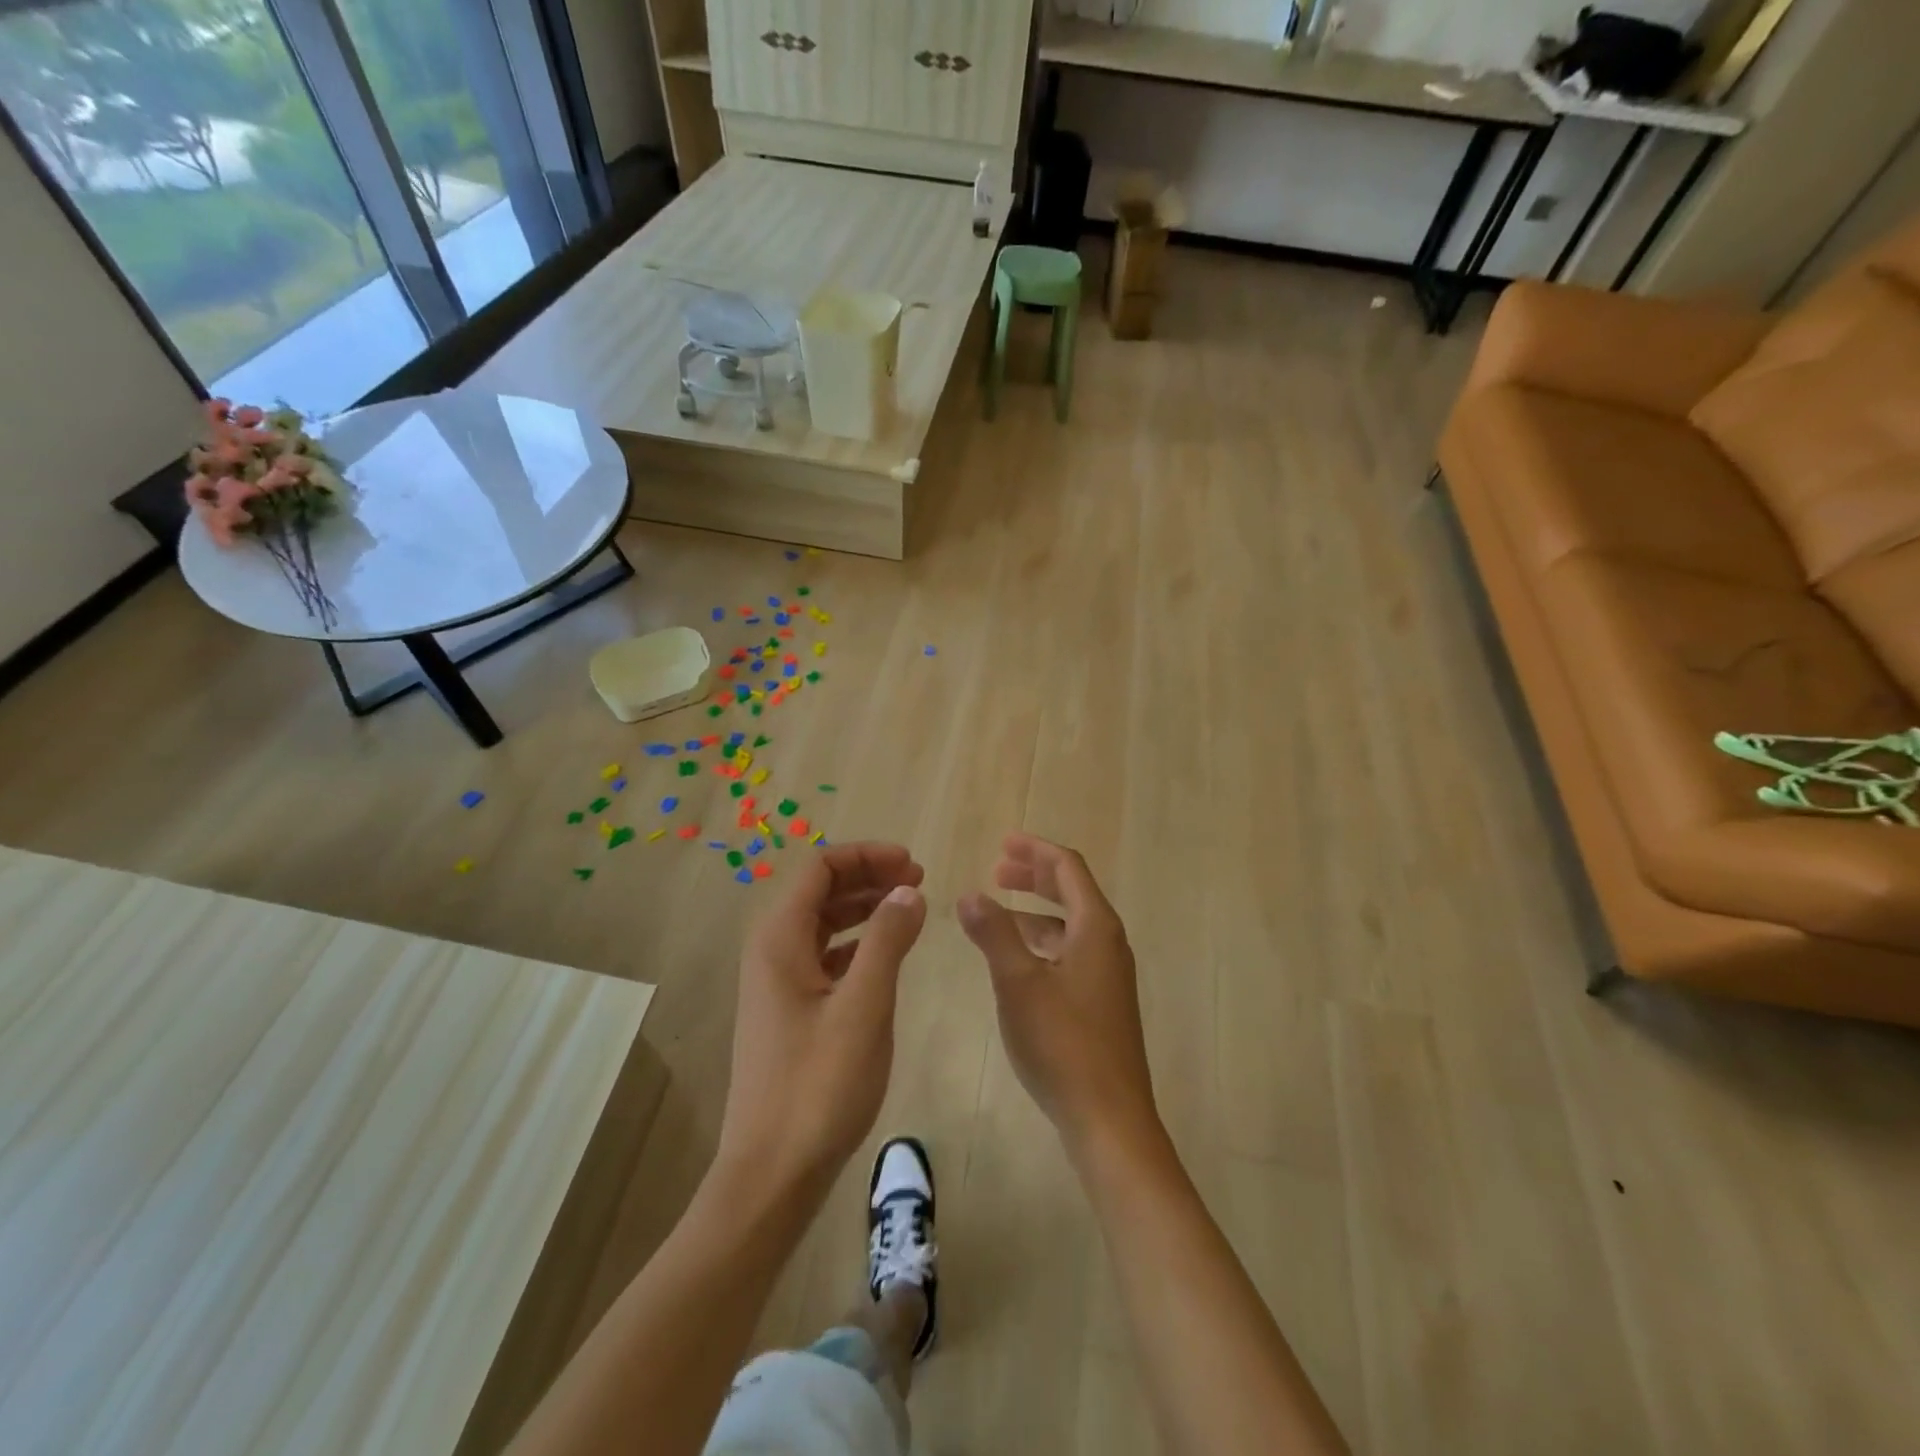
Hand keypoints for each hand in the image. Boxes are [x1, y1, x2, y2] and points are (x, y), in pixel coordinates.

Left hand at [718, 843, 927, 1196]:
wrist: (772, 1173)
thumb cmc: (819, 1086)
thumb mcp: (863, 1006)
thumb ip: (887, 940)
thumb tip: (908, 889)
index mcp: (779, 940)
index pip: (820, 868)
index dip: (867, 856)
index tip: (913, 864)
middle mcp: (772, 952)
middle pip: (821, 892)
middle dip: (869, 878)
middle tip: (919, 882)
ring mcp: (778, 984)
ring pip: (824, 925)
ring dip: (865, 909)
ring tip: (910, 910)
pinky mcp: (790, 1012)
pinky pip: (825, 958)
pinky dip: (858, 945)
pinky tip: (887, 957)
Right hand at [959, 833, 1159, 1160]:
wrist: (1109, 1118)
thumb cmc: (1063, 1043)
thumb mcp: (1018, 983)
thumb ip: (993, 933)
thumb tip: (969, 895)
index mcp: (1095, 927)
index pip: (1067, 868)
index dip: (1035, 850)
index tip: (1002, 843)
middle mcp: (1107, 943)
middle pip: (1071, 891)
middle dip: (1034, 876)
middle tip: (996, 869)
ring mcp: (1107, 975)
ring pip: (1069, 925)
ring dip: (1034, 910)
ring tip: (996, 912)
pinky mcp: (1101, 1002)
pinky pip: (1069, 952)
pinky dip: (1041, 942)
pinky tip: (1016, 960)